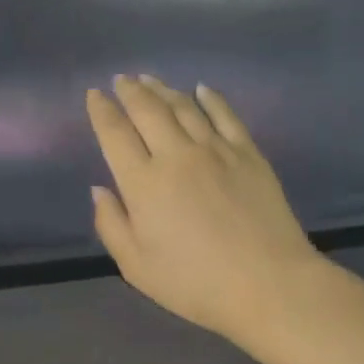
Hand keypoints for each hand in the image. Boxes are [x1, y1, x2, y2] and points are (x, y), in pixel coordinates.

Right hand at [86, 76, 325, 346]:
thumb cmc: (195, 283)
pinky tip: (202, 89)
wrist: (268, 284)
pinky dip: (210, 98)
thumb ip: (112, 224)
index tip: (94, 95)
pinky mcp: (248, 153)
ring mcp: (216, 150)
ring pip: (184, 106)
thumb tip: (99, 189)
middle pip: (148, 110)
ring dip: (163, 89)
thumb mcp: (137, 267)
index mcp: (144, 183)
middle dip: (130, 91)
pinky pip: (225, 115)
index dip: (102, 110)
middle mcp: (176, 155)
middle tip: (122, 79)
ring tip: (150, 79)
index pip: (115, 134)